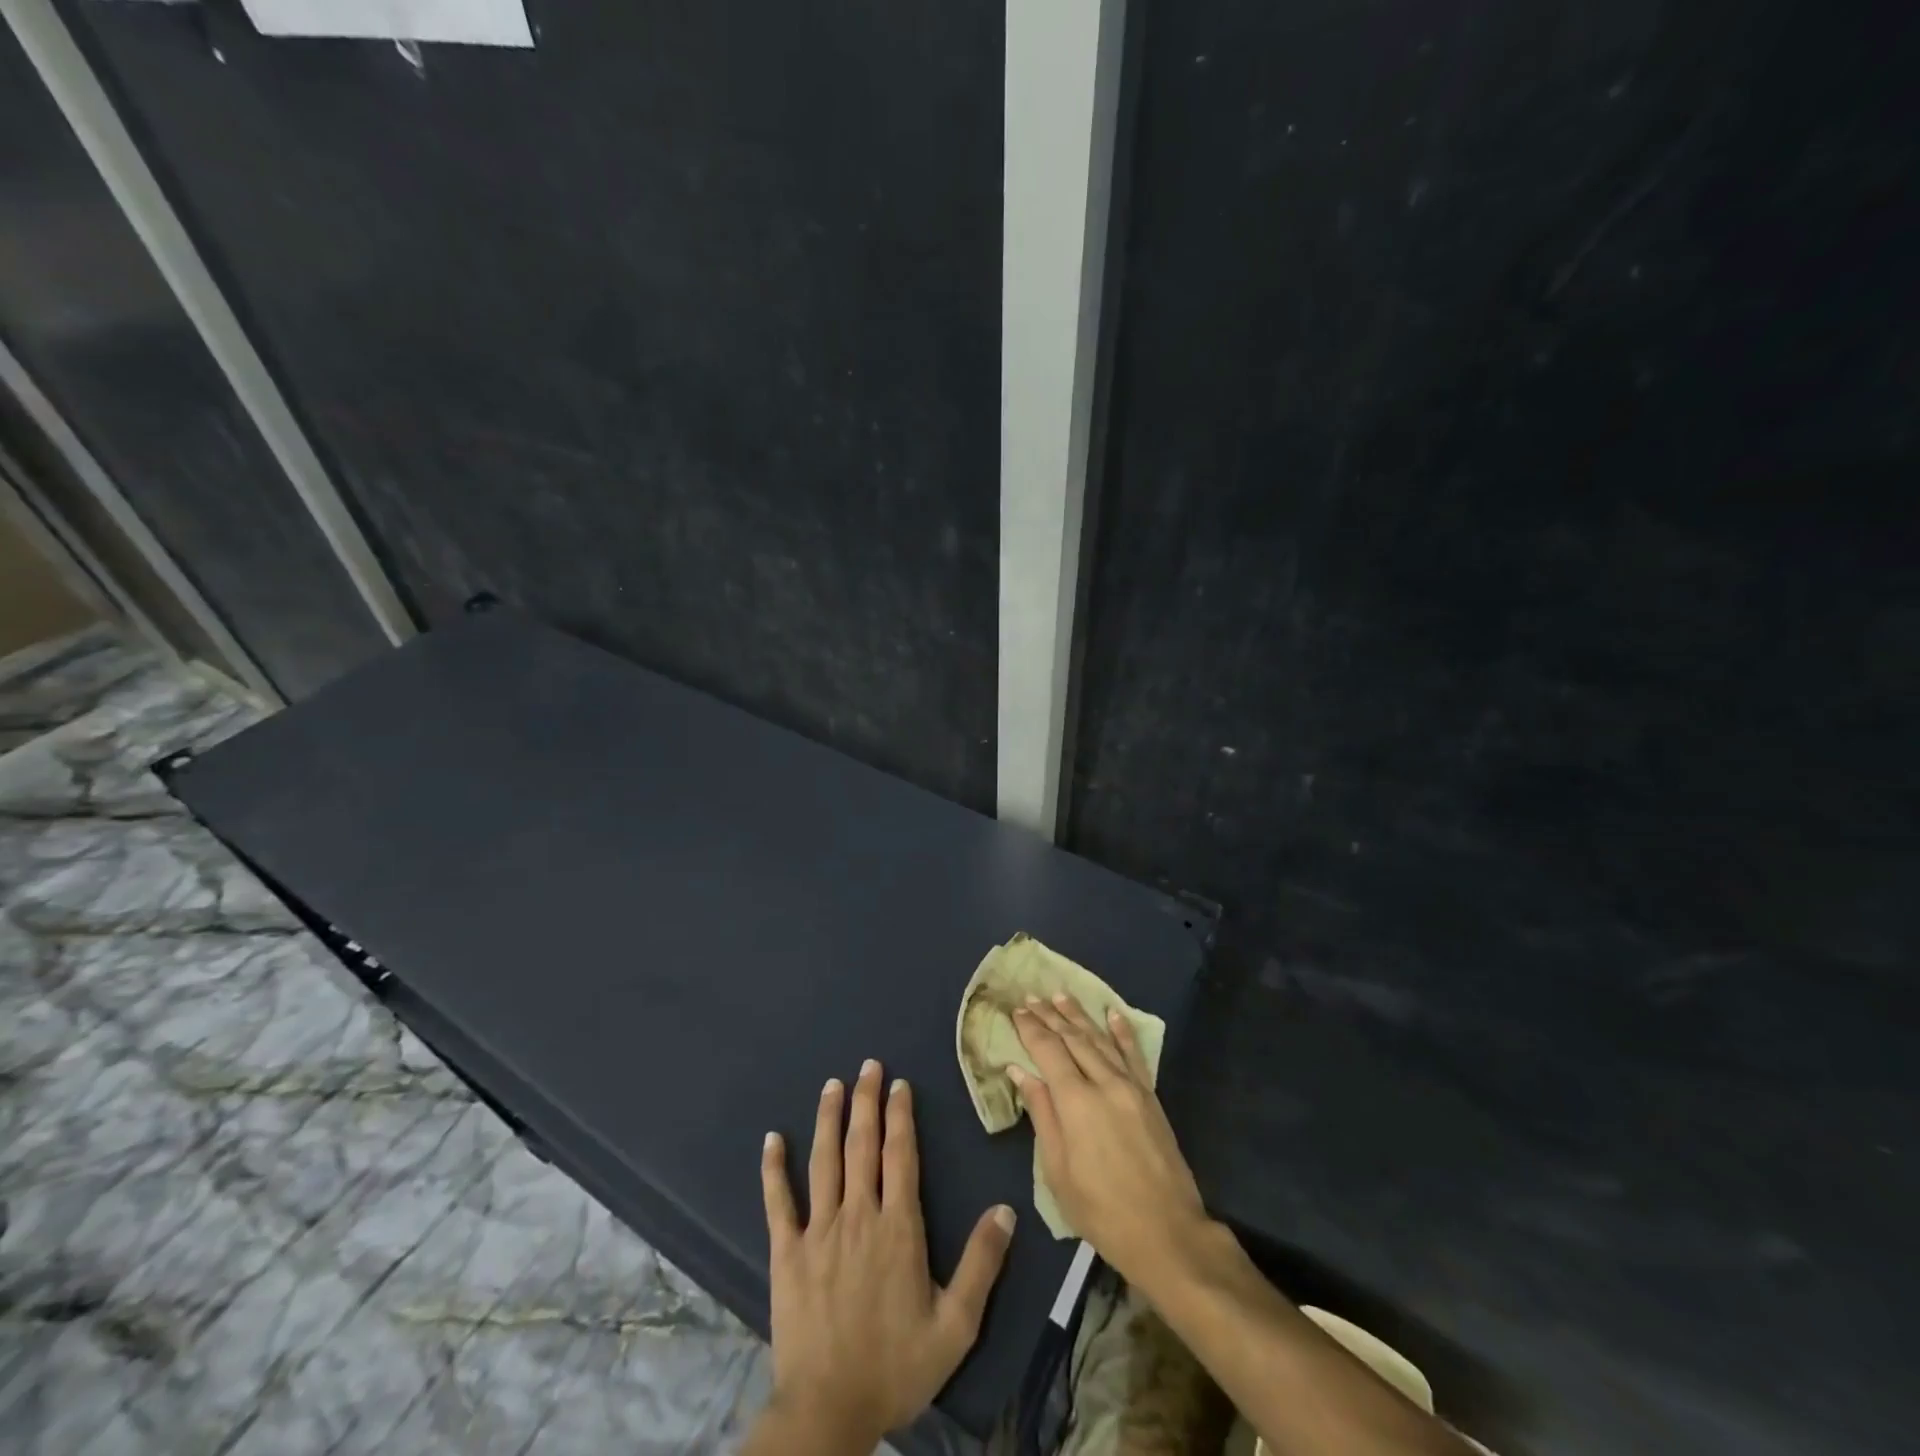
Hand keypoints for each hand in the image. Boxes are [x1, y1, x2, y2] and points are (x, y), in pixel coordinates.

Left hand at [756, 1058, 1016, 1449]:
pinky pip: (778, 1202)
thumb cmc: (896, 1367)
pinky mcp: (786, 1253)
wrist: (829, 1411)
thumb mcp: (956, 1325)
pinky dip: (773, 1169)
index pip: (901, 1155)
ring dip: (828, 1118)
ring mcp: (818, 1231)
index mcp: (898, 1227)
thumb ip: (983, 1264)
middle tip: (868, 1065)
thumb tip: (1007, 1209)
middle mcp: (858, 1215)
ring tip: (832, 1085)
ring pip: (824, 1160)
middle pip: (862, 1145)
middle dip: (866, 1101)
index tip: (900, 1084)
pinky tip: (771, 1139)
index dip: (901, 1115)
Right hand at [1011, 995, 1208, 1288]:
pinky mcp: (1150, 1096)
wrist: (1167, 1232)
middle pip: (1073, 1039)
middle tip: (1032, 996)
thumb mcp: (1058, 1170)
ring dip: (1079, 1016)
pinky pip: (1134, 1054)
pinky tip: (1112, 1013)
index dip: (1031, 1028)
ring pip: (1100, 1040)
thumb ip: (1041, 1114)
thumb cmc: (1101, 1210)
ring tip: (1061, 995)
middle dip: (1050, 1016)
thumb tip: (1020, 1071)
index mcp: (1076, 1101)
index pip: (1048, 1050)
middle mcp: (1104, 1082)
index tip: (1017, 1010)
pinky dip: (1121, 1031)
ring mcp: (1131, 1086)